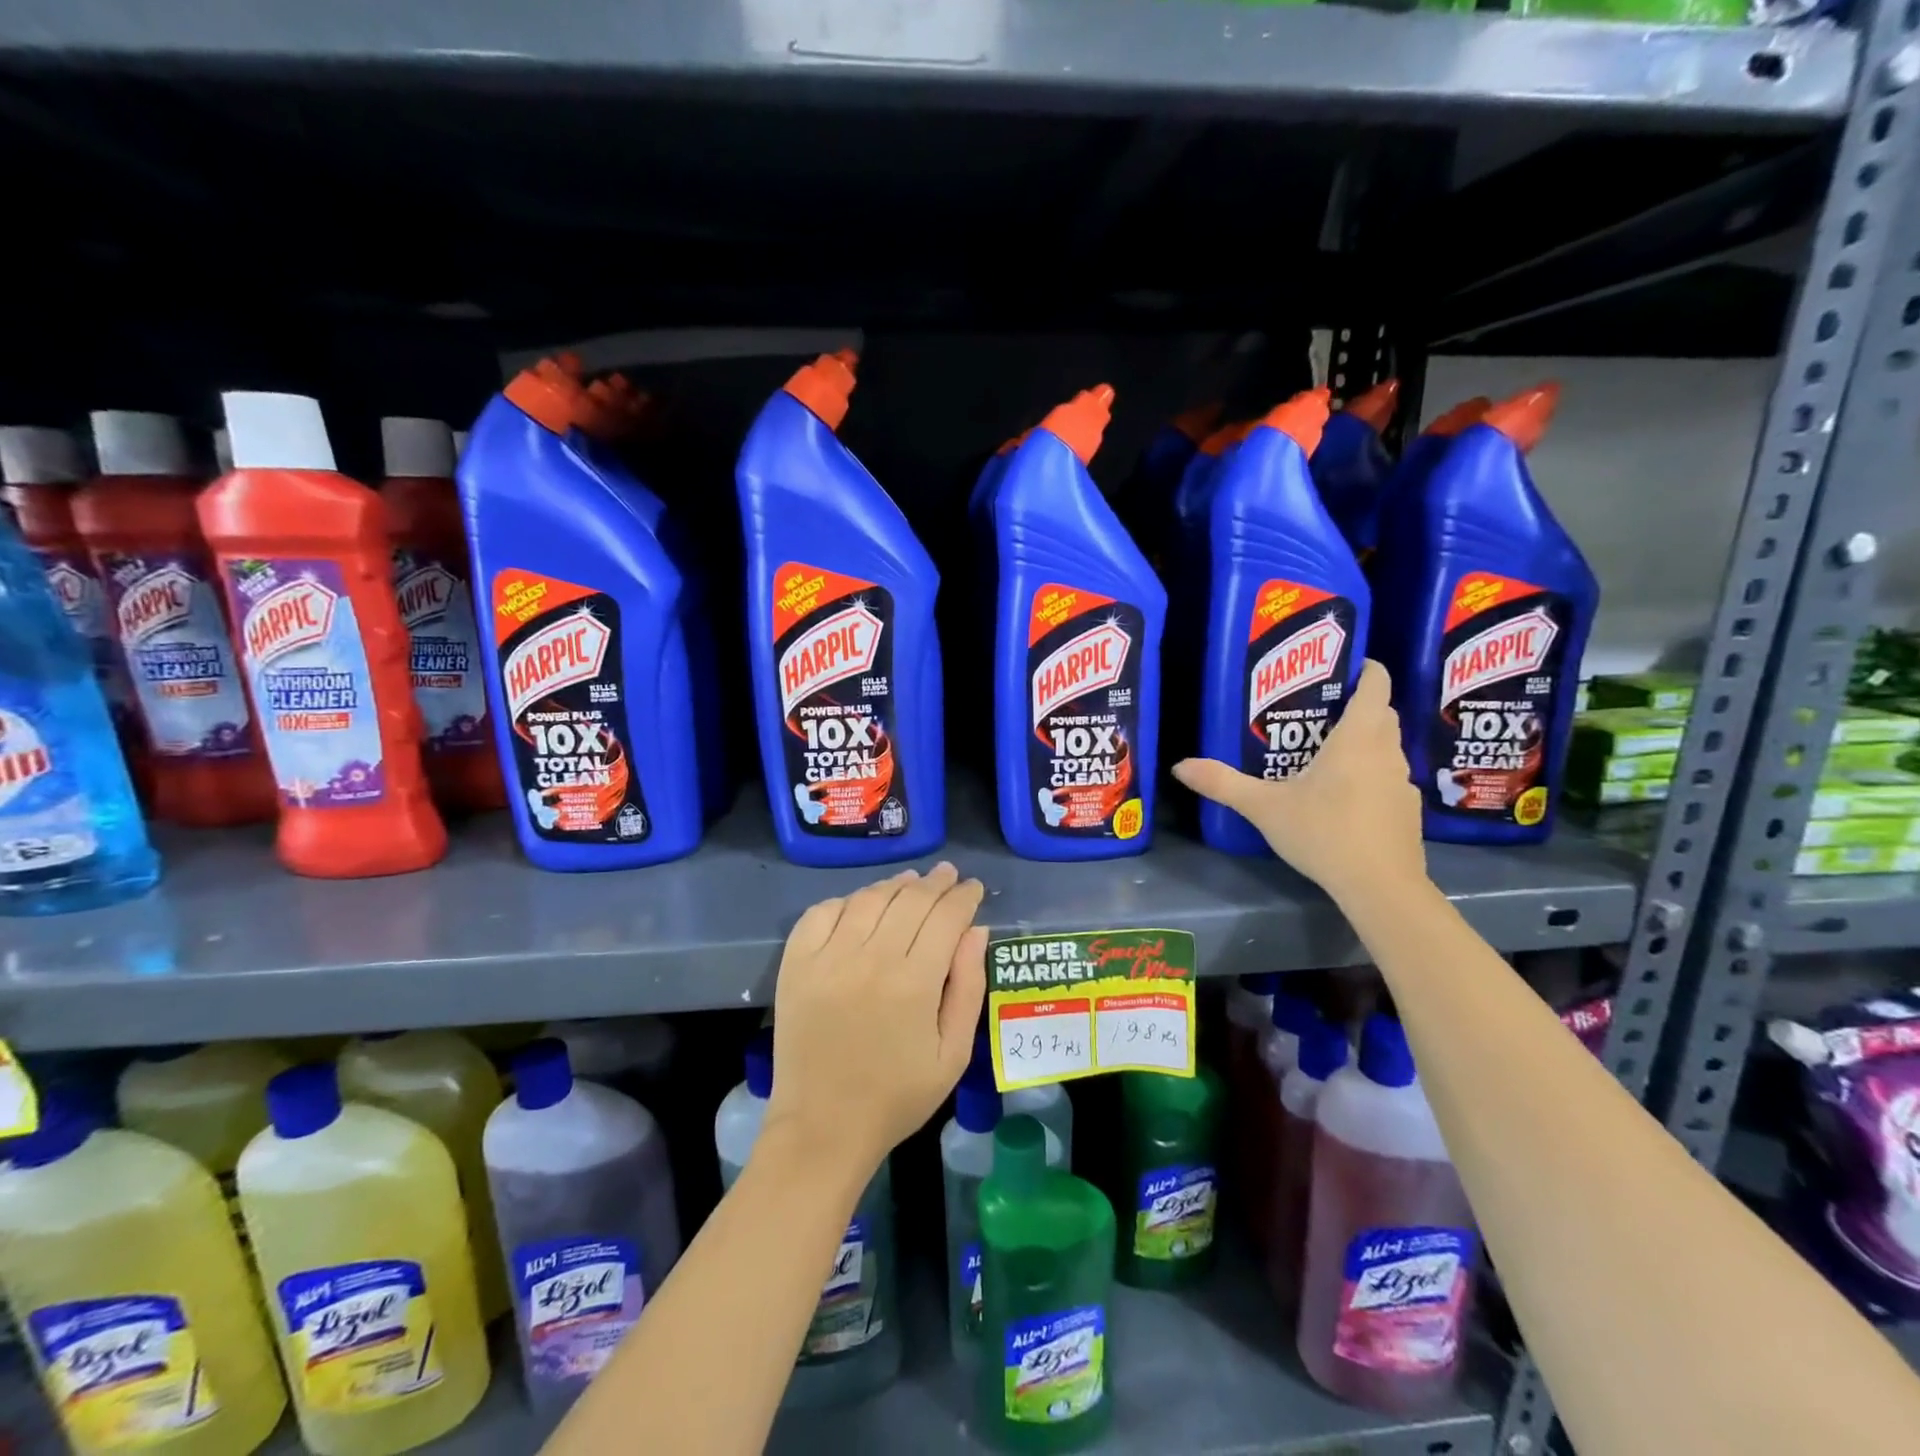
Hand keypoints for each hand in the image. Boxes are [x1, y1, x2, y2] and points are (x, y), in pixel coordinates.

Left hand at [766, 862, 986, 1174]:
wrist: (822, 1128)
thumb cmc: (897, 1096)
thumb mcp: (953, 1054)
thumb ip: (968, 987)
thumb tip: (976, 931)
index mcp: (914, 982)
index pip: (945, 917)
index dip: (963, 896)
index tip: (972, 888)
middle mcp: (870, 958)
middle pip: (910, 899)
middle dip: (935, 883)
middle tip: (948, 875)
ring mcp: (827, 958)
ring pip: (868, 899)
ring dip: (895, 884)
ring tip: (911, 881)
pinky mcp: (796, 964)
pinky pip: (822, 912)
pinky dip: (846, 900)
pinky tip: (862, 905)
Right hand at [1172, 659, 1426, 905]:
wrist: (1380, 887)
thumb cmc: (1324, 833)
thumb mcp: (1264, 807)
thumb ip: (1222, 783)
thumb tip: (1179, 766)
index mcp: (1357, 739)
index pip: (1375, 686)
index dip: (1365, 669)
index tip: (1345, 666)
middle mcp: (1387, 752)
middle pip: (1382, 714)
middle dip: (1359, 705)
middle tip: (1320, 710)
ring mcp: (1402, 783)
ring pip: (1387, 748)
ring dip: (1366, 742)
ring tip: (1327, 752)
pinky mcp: (1407, 811)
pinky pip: (1390, 779)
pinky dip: (1371, 776)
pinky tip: (1345, 798)